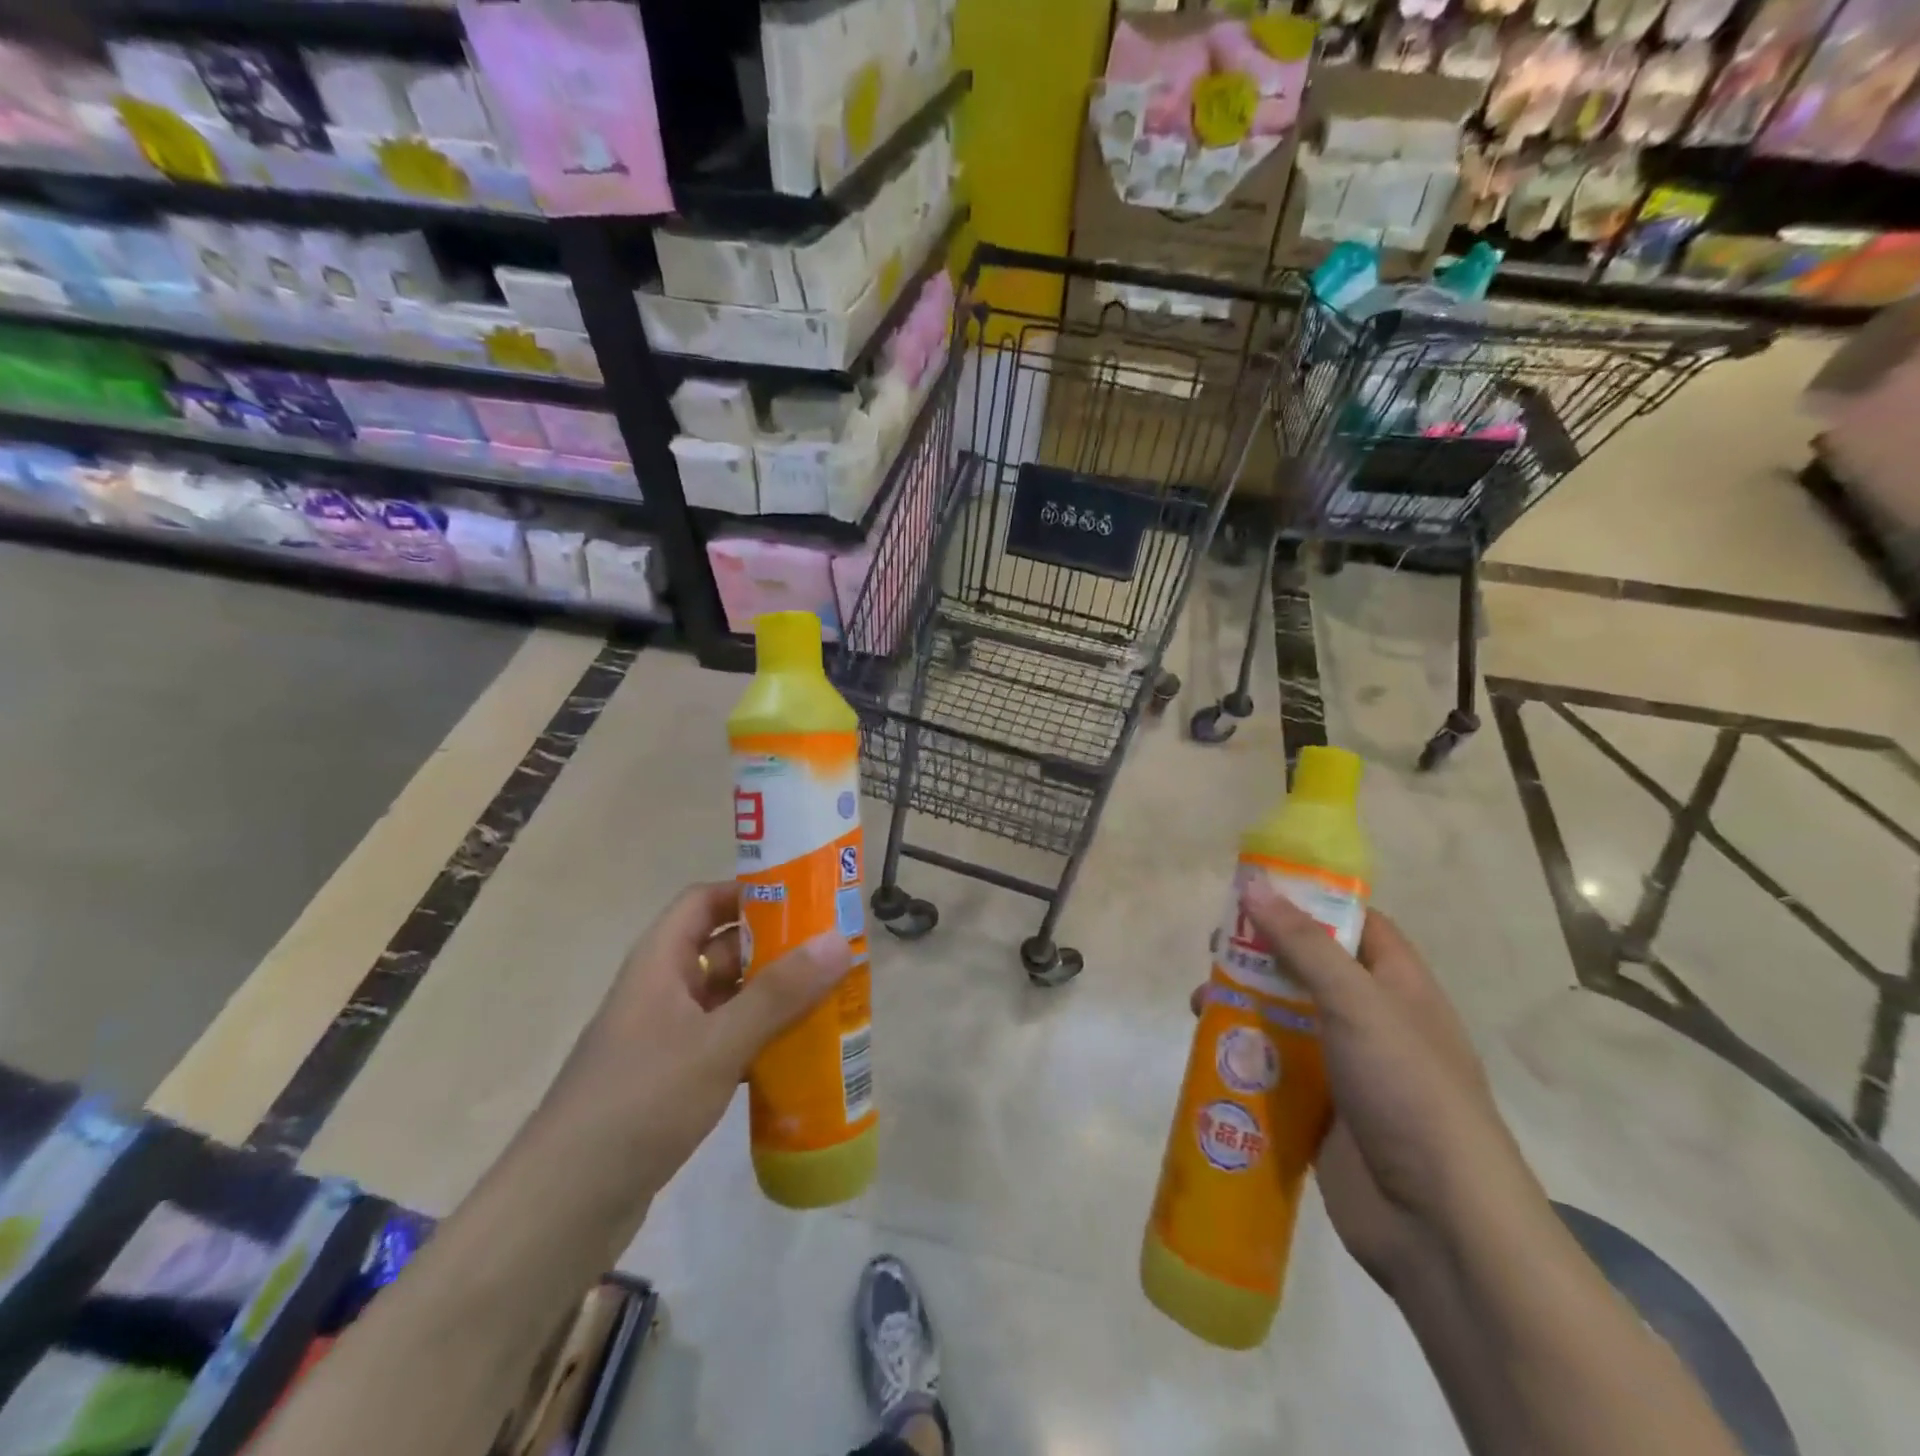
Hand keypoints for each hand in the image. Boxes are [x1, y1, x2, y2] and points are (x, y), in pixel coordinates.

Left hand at [542, 881, 852, 1202]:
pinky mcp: (672, 1082)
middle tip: (833, 953)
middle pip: (724, 950)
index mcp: (660, 963)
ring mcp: (666, 1039)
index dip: (749, 892)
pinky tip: (800, 1057)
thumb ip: (778, 994)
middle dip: (777, 949)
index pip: (704, 902)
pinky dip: (760, 1043)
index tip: (804, 899)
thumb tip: (839, 940)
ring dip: (774, 999)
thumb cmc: (638, 1103)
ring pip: (729, 1001)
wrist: (561, 1209)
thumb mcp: (716, 1043)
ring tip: (831, 1000)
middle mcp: (662, 991)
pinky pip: (726, 1044)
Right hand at [1199, 884, 1535, 1289]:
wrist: (1438, 1224)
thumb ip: (1304, 945)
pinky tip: (1208, 1051)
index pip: (1354, 924)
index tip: (1256, 888)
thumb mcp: (1357, 1003)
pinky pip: (1274, 1069)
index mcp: (1397, 987)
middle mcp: (1372, 1020)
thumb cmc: (1408, 1091)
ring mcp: (1345, 1068)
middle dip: (1261, 954)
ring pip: (1284, 1019)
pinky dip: (1243, 1055)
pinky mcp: (1319, 1110)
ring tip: (1200, 1002)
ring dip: (1242, 1005)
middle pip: (1309, 968)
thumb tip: (1255, 886)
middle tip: (1215, 944)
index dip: (1309, 901)